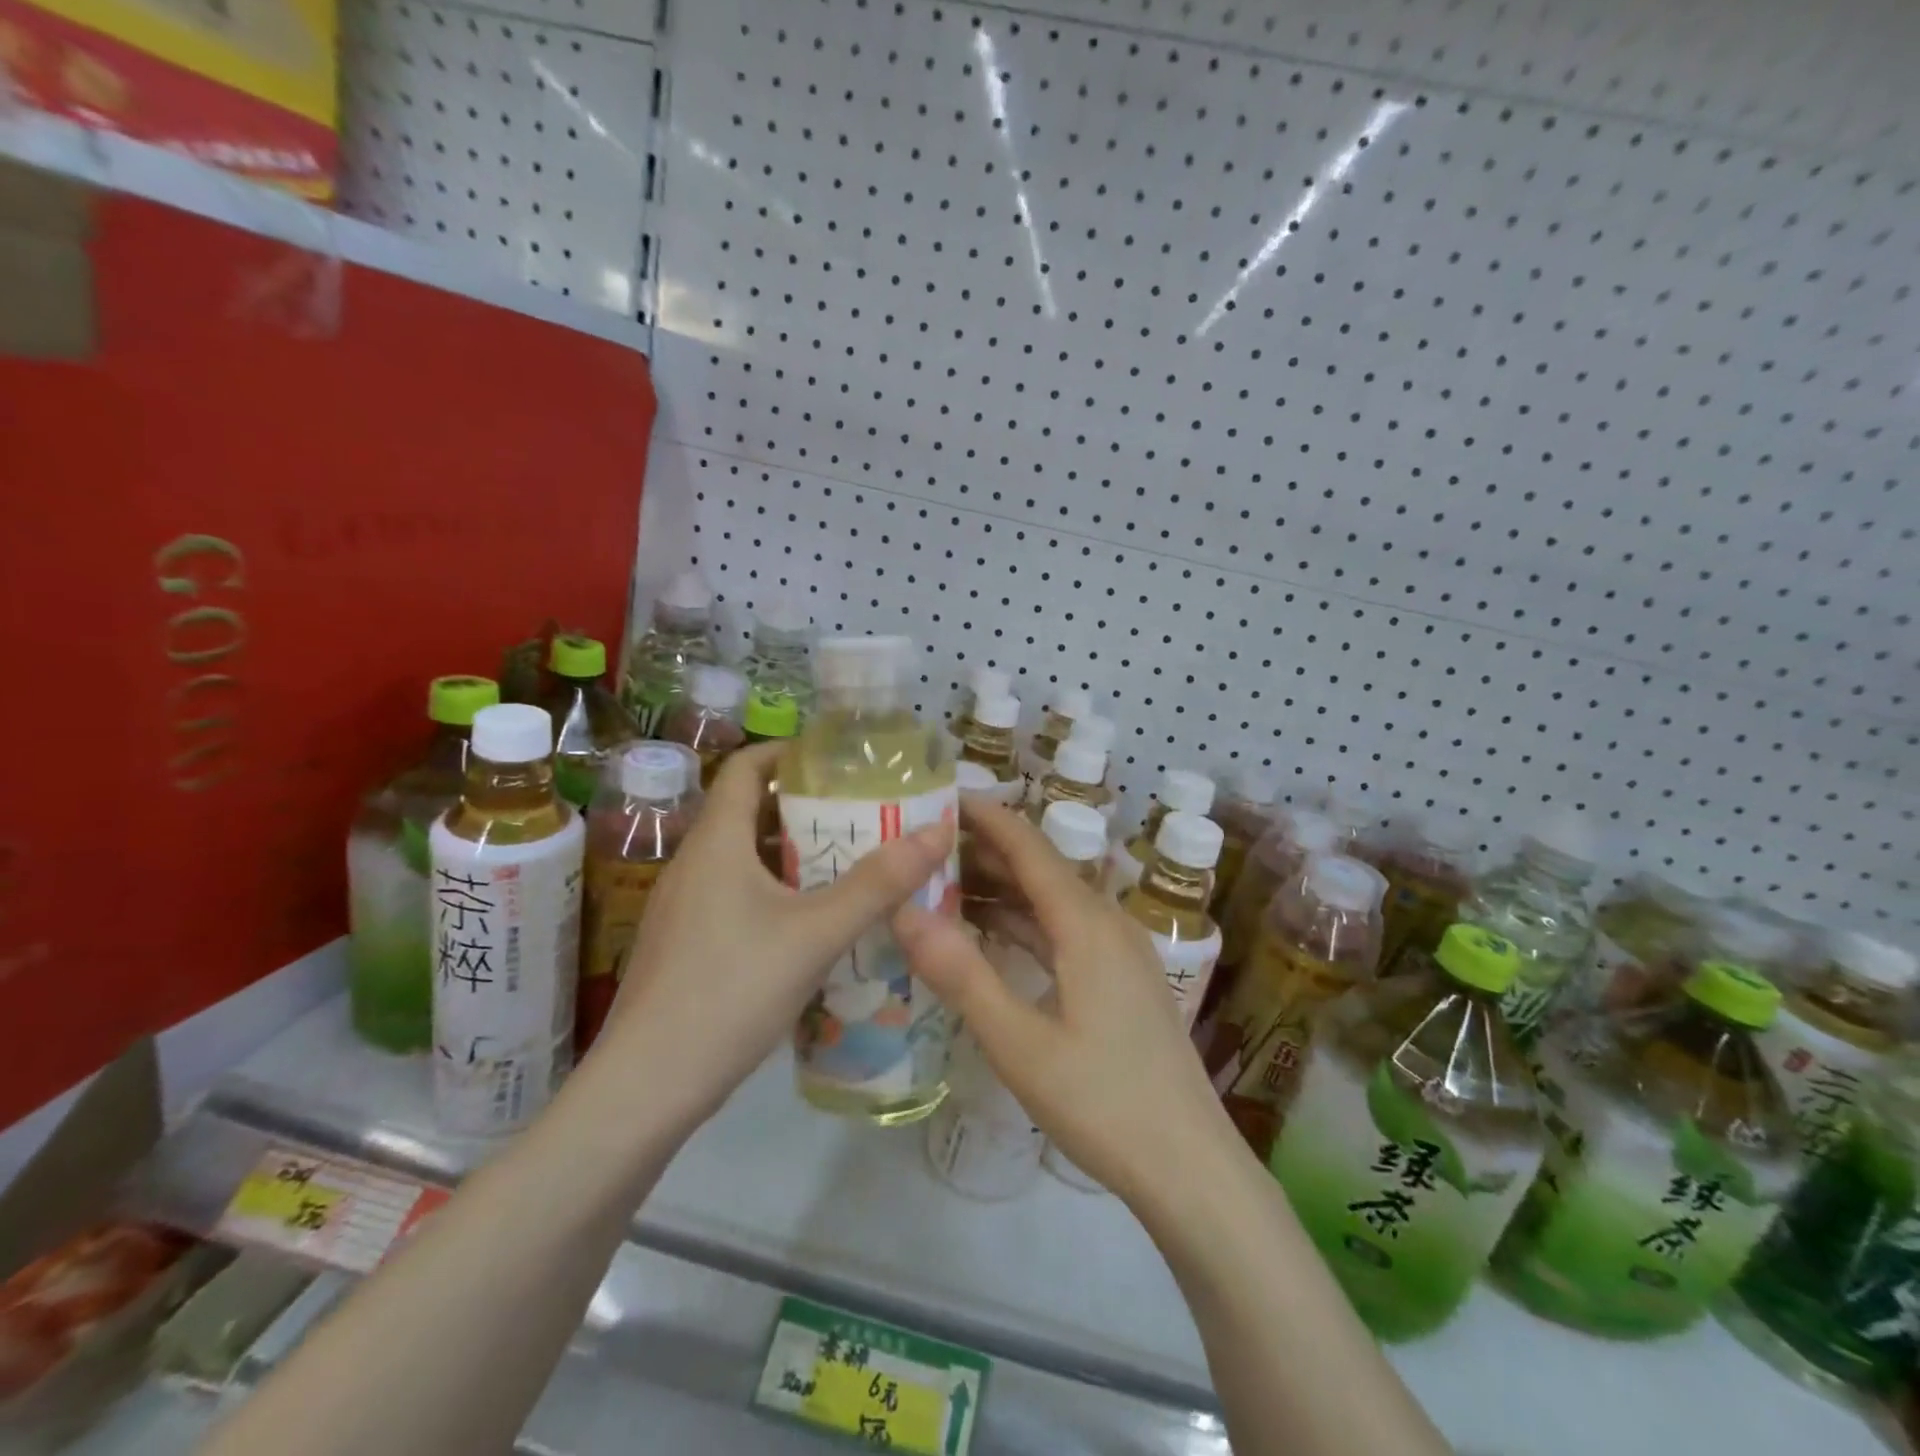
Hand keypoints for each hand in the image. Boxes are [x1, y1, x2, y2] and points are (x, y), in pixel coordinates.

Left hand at [592, 742, 952, 1128]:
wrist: (644, 1090)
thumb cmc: (730, 992)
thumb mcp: (815, 935)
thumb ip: (878, 884)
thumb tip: (938, 830)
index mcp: (716, 842)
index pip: (747, 767)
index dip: (791, 753)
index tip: (841, 760)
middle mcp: (693, 864)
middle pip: (752, 812)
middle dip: (809, 808)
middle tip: (866, 815)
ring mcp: (683, 908)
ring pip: (746, 860)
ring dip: (797, 855)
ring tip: (852, 865)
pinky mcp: (684, 946)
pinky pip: (737, 896)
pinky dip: (777, 893)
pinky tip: (814, 925)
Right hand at [894, 799, 1241, 1209]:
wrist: (1191, 1168)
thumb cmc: (1103, 1103)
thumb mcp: (1019, 1043)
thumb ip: (961, 974)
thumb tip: (904, 911)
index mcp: (1086, 924)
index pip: (1028, 847)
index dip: (985, 816)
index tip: (938, 797)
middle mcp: (1107, 923)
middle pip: (1040, 869)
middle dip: (984, 852)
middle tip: (923, 846)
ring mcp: (1119, 952)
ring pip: (1052, 902)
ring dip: (1001, 890)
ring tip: (943, 884)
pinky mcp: (1121, 980)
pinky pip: (1064, 932)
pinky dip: (1023, 924)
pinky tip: (990, 935)